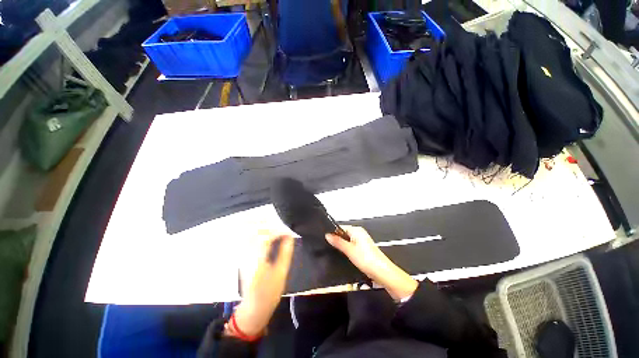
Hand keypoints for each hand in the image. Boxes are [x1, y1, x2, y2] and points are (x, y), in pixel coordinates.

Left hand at [232, 231, 294, 336]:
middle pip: (254, 231)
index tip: (287, 232)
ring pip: (249, 234)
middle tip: (279, 224)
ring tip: (272, 225)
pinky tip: (264, 234)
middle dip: (267, 225)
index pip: (266, 236)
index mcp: (257, 258)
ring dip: (260, 227)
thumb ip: (285, 252)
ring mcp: (242, 255)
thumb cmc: (269, 291)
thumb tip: (289, 236)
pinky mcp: (242, 258)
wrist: (253, 307)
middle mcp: (247, 254)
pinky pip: (248, 239)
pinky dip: (256, 233)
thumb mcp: (281, 272)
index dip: (278, 231)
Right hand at [326, 226, 417, 300]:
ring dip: (343, 246)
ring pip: (347, 241)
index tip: (327, 239)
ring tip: (340, 253)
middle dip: (338, 241)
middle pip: (344, 234)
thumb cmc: (368, 259)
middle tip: (332, 248)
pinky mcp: (363, 248)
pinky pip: (352, 246)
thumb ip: (337, 242)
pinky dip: (348, 250)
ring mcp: (362, 241)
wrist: (382, 272)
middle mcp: (360, 233)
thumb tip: (328, 235)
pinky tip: (346, 257)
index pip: (341, 227)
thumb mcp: (349, 250)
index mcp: (357, 230)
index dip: (333, 233)